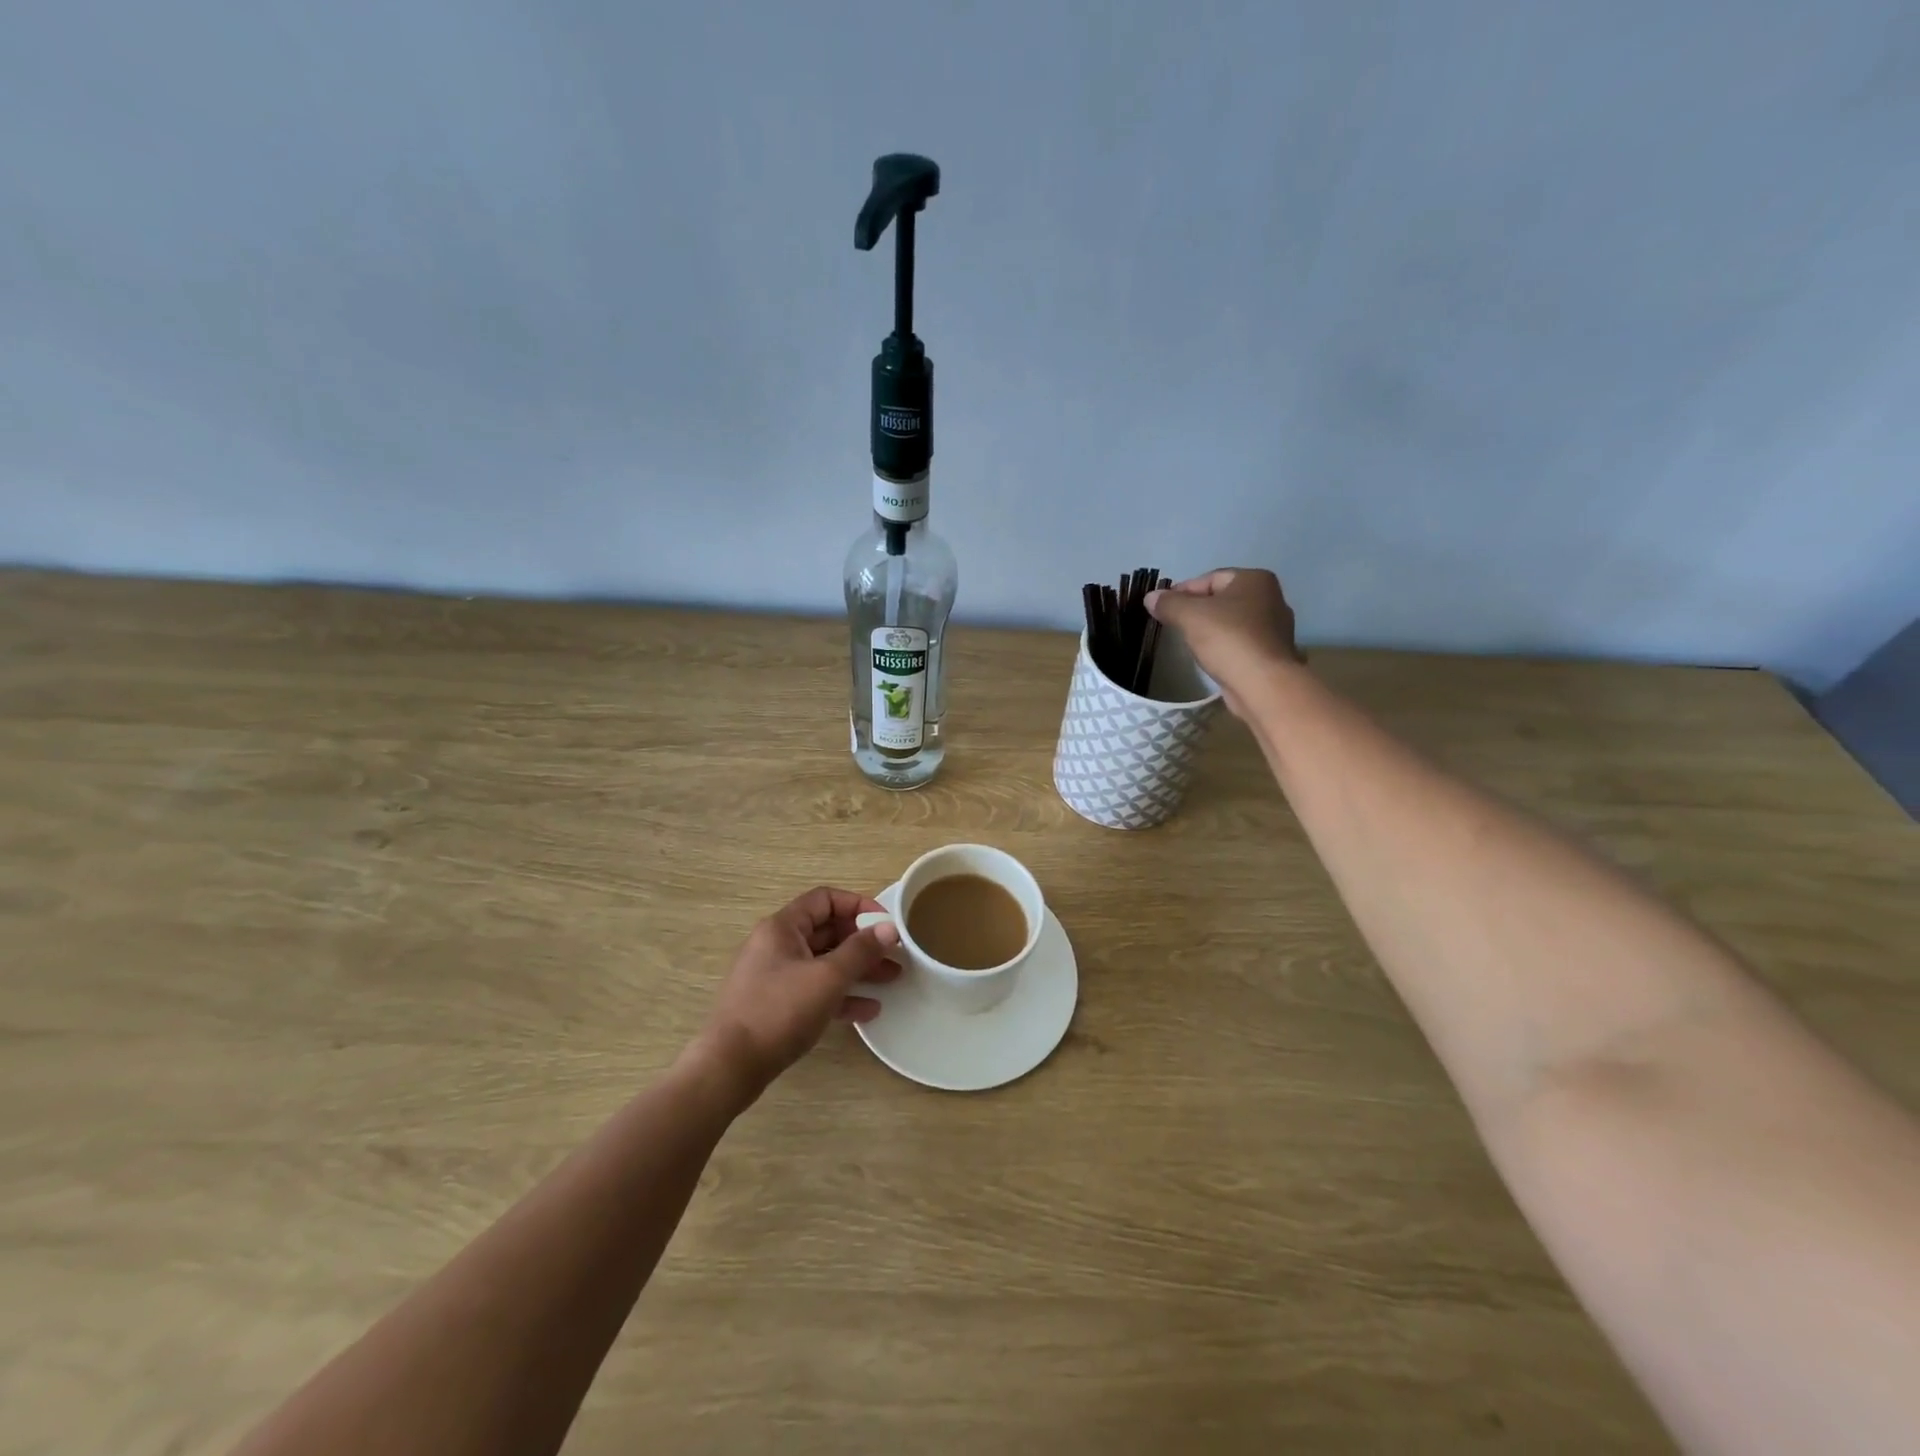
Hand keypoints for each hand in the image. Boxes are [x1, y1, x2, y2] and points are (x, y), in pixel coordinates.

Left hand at [694, 887, 901, 1101]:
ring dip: (857, 969)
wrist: (730, 1067)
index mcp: (783, 927)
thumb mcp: (827, 978)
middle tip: (894, 955)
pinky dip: (840, 994)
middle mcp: (777, 944)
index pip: (826, 899)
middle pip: (827, 931)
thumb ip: (861, 951)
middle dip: (863, 942)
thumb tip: (889, 928)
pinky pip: (814, 989)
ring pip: (823, 962)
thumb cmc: (779, 1011)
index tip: (886, 924)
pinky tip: (868, 1010)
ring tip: (891, 979)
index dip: (859, 906)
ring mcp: (775, 976)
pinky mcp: (776, 1005)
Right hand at [1146, 568, 1303, 717]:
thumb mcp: (1190, 616)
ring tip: (1188, 642)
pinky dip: (1223, 646)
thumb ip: (1168, 603)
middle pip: (1222, 599)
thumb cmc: (1228, 639)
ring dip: (1209, 629)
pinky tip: (1210, 657)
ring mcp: (1275, 628)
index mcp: (1255, 580)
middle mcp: (1271, 598)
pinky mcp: (1272, 654)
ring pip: (1231, 622)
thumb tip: (1151, 597)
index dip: (1182, 591)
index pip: (1210, 578)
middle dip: (1196, 610)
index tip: (1162, 607)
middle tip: (1173, 624)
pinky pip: (1239, 642)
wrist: (1263, 684)